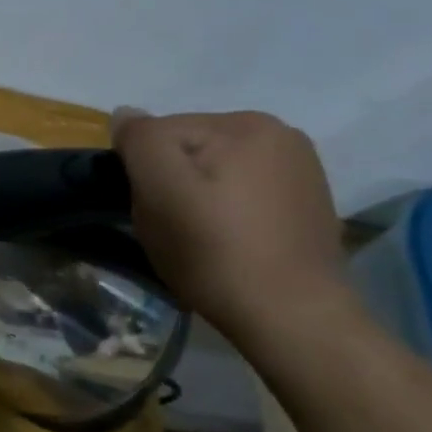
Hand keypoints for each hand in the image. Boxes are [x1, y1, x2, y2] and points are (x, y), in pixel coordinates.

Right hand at [111, 108, 356, 344]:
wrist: (293, 318)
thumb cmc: (216, 251)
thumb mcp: (160, 189)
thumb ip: (140, 140)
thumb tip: (125, 114)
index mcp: (246, 123)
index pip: (160, 132)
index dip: (142, 171)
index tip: (150, 211)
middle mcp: (280, 134)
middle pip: (188, 149)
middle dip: (170, 182)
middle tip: (172, 228)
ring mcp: (300, 170)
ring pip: (214, 171)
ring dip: (196, 197)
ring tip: (200, 238)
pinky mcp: (306, 204)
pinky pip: (243, 192)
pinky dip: (226, 211)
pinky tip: (230, 241)